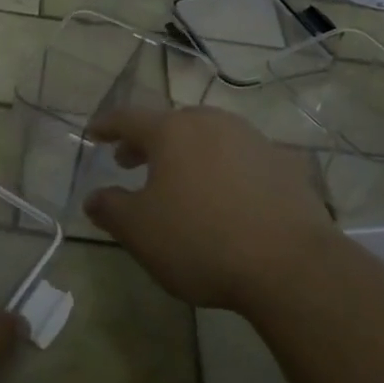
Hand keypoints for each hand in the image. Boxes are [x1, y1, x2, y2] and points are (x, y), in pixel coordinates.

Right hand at [84, 106, 333, 312]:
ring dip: (185, 152)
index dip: (106, 125)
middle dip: (146, 141)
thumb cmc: (201, 240)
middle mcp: (211, 123)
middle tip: (129, 161)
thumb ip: (110, 209)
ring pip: (207, 136)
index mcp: (172, 131)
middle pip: (170, 124)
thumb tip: (93, 197)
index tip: (92, 133)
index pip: (128, 118)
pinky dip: (221, 167)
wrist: (291, 264)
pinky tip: (223, 195)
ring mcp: (251, 139)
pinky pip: (239, 157)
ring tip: (177, 179)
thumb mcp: (140, 232)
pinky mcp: (282, 163)